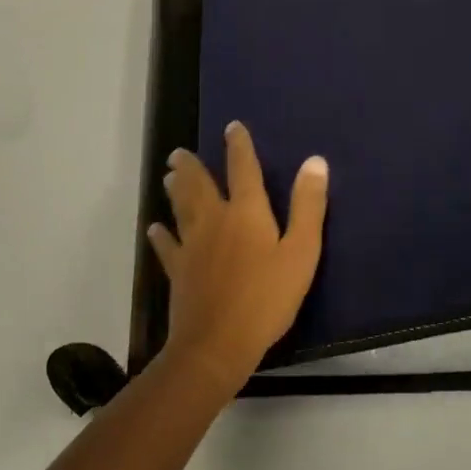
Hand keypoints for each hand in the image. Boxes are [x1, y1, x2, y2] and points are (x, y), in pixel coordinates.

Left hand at [148, 122, 328, 396]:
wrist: (219, 342)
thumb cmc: (268, 298)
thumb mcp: (301, 252)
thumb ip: (308, 206)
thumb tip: (315, 161)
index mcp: (246, 212)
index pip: (243, 169)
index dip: (239, 146)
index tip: (232, 127)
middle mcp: (214, 220)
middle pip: (199, 185)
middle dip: (191, 166)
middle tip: (178, 153)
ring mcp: (191, 245)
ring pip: (180, 208)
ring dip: (175, 190)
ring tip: (168, 176)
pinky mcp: (178, 270)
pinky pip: (167, 246)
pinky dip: (160, 235)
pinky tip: (155, 228)